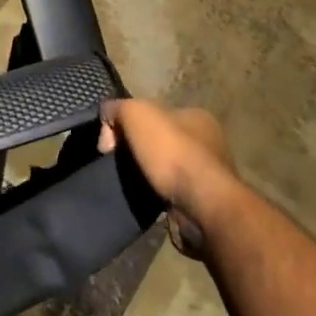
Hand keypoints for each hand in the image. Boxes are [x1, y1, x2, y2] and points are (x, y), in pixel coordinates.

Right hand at [99, 98, 237, 256]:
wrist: (203, 207)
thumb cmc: (172, 152)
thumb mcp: (136, 113)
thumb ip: (117, 108)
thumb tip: (107, 122)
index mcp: (196, 115)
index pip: (154, 112)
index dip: (129, 123)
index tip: (113, 142)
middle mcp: (207, 141)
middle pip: (160, 139)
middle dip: (138, 149)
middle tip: (118, 162)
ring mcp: (208, 174)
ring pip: (165, 167)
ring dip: (147, 174)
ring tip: (130, 183)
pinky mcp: (204, 202)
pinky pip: (171, 192)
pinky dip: (156, 195)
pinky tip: (146, 198)